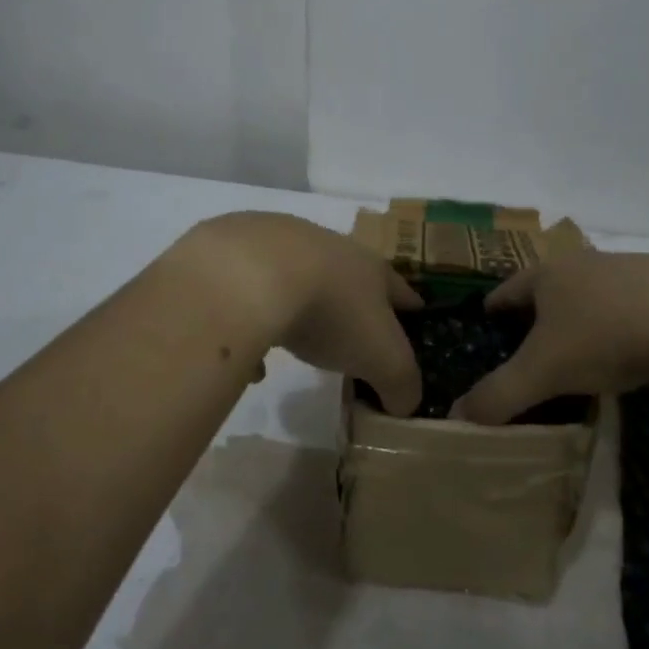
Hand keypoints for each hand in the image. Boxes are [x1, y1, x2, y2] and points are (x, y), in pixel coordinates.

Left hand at [183, 213, 423, 415]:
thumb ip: (400, 385)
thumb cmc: (331, 312)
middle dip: (350, 303)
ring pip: (295, 280)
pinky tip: (248, 356)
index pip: (399, 288)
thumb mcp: (382, 359)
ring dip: (298, 309)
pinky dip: (252, 322)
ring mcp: (278, 245)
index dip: (409, 306)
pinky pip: (250, 294)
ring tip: (293, 343)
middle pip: (347, 276)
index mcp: (369, 268)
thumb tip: (404, 404)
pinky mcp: (234, 253)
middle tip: (352, 332)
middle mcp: (328, 247)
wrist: (251, 275)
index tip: (415, 316)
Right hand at [455, 251, 648, 423]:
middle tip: (532, 339)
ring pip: (594, 292)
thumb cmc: (604, 336)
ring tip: (583, 345)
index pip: (508, 288)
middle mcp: (583, 263)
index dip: (495, 306)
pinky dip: (625, 321)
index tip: (487, 319)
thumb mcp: (543, 372)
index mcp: (547, 275)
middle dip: (540, 310)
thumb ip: (499, 396)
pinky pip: (634, 303)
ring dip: (585, 313)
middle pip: (551, 286)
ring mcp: (629, 268)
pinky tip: (635, 345)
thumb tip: (455, 420)